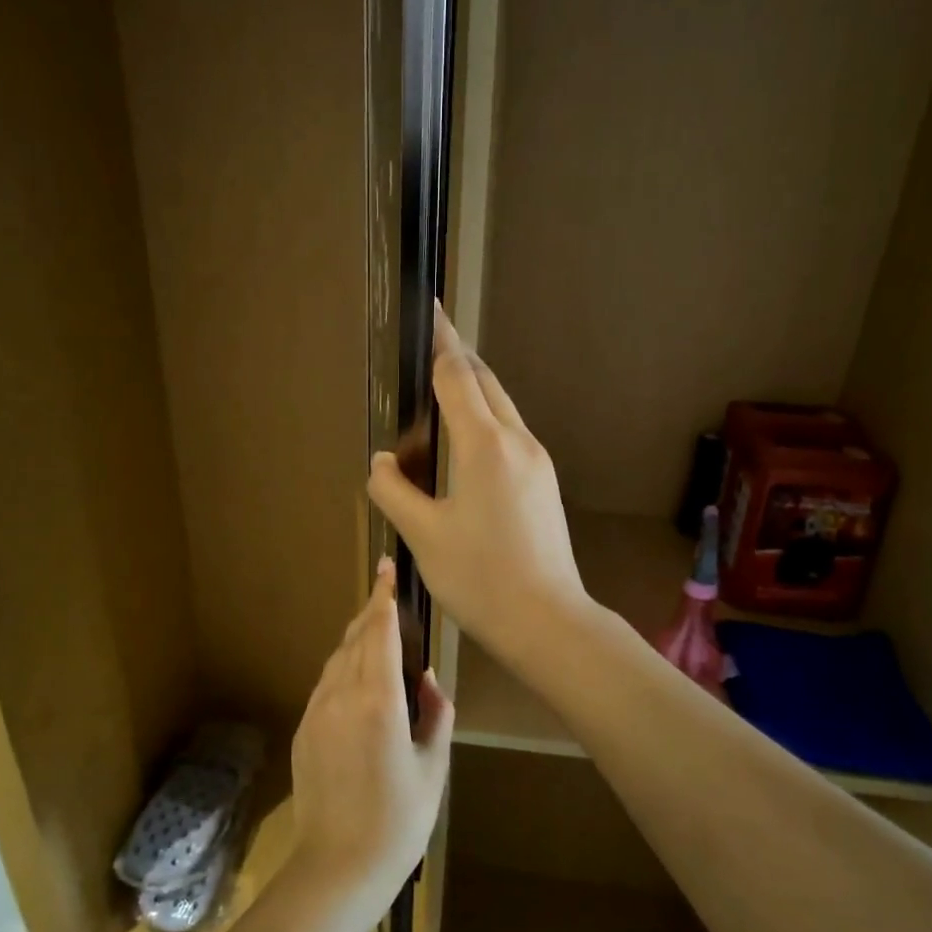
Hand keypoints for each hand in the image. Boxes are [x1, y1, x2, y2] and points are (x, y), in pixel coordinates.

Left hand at [287, 561, 453, 922]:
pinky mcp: (304, 728)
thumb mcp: (432, 769)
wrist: (336, 868)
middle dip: (371, 612)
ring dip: (357, 639)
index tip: (386, 569)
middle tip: (388, 597)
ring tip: (378, 634)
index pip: (379, 632)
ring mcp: (316, 711)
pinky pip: (326, 683)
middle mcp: (341, 695)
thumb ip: (435, 715)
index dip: (383, 597)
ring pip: (337, 658)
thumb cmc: (398, 822)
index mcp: (378, 701)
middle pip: (355, 637)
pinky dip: (344, 667)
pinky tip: (360, 680)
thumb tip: (429, 681)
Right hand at [367, 304, 587, 661]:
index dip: (439, 341)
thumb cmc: (480, 578)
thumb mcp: (423, 535)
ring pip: (501, 407)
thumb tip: (384, 460)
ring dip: (471, 390)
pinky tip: (464, 442)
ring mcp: (537, 461)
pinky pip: (509, 434)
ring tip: (437, 393)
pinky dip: (483, 420)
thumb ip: (393, 489)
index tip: (427, 310)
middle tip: (426, 346)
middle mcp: (516, 441)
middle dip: (456, 358)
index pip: (457, 375)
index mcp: (484, 445)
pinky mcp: (544, 482)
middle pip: (485, 382)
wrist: (547, 621)